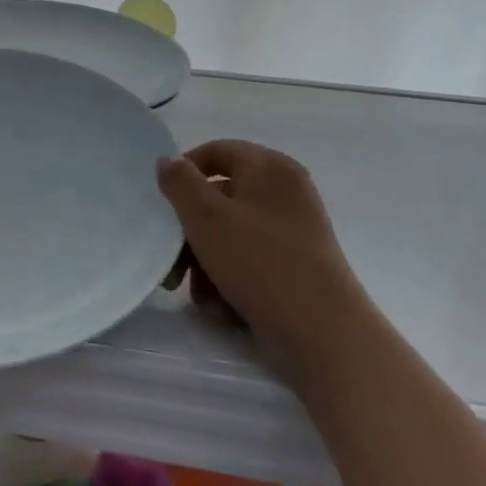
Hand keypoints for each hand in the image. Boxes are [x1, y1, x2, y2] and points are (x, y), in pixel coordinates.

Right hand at [157, 141, 370, 378]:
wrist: (323, 334)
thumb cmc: (260, 263)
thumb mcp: (207, 218)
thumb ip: (180, 183)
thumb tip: (168, 160)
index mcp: (269, 168)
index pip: (216, 151)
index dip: (183, 172)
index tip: (162, 203)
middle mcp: (284, 192)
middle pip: (219, 198)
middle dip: (188, 233)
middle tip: (171, 264)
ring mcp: (292, 230)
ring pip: (229, 233)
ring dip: (204, 262)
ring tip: (198, 294)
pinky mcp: (294, 265)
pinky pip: (249, 259)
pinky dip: (229, 278)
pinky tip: (222, 307)